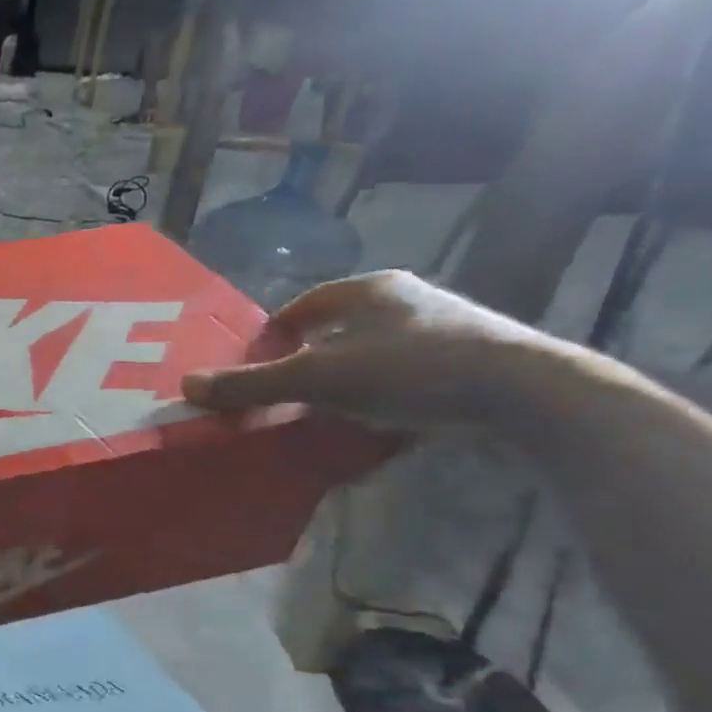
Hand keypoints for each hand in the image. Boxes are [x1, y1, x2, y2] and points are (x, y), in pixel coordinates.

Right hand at [181, 271, 565, 431]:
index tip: (254, 370)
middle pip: (334, 330)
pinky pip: (402, 373)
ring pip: (369, 352)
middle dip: (304, 362)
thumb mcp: (318, 378)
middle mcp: (405, 299)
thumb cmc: (409, 369)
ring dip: (342, 379)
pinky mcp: (468, 358)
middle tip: (283, 396)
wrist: (525, 391)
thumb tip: (186, 385)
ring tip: (323, 413)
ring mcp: (442, 328)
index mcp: (368, 289)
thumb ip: (252, 384)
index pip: (300, 306)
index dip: (270, 337)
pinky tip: (374, 422)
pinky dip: (378, 394)